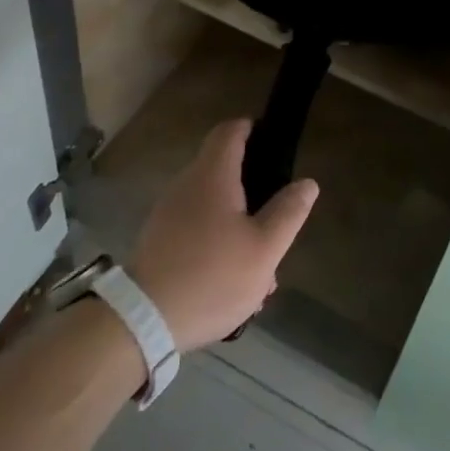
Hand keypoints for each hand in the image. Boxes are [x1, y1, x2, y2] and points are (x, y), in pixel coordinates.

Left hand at [127, 121, 319, 351]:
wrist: (142, 321)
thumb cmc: (211, 276)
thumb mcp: (264, 249)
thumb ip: (288, 213)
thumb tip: (307, 183)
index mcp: (212, 175)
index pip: (230, 131)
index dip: (252, 129)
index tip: (273, 143)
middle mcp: (186, 184)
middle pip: (223, 169)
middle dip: (253, 190)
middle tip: (277, 218)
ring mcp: (168, 212)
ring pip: (213, 205)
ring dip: (238, 223)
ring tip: (261, 265)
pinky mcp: (159, 240)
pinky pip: (196, 227)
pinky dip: (218, 240)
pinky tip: (233, 279)